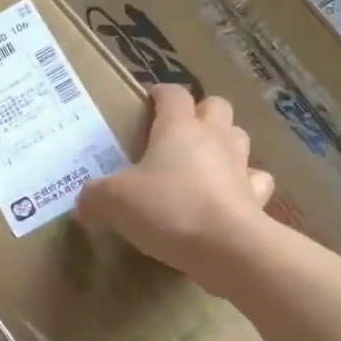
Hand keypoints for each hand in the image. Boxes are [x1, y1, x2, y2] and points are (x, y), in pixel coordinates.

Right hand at [75, 84, 275, 291]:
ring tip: (205, 163)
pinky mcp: (256, 197)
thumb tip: (84, 203)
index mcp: (179, 128)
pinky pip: (255, 180)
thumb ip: (95, 197)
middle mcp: (214, 138)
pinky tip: (231, 196)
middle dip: (200, 112)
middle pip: (216, 106)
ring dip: (224, 143)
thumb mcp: (115, 201)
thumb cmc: (168, 209)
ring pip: (239, 137)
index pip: (173, 94)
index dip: (160, 94)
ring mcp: (241, 166)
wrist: (226, 247)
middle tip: (178, 134)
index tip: (148, 103)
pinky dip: (246, 184)